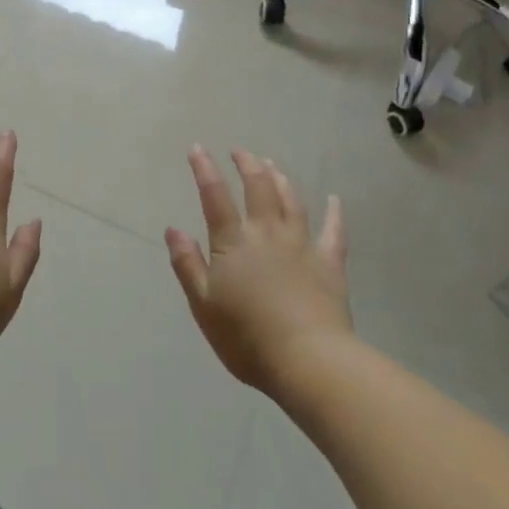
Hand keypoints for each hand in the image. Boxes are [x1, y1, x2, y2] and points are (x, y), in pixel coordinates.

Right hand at [166, 147, 351, 393]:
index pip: (215, 197)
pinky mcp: (329, 263)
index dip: (205, 170)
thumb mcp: (203, 305)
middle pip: (258, 188)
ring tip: (272, 165)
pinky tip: (335, 200)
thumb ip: (187, 264)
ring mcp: (302, 245)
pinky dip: (334, 213)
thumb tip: (173, 229)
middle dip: (247, 164)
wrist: (308, 360)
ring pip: (291, 201)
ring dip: (280, 179)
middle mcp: (267, 233)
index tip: (198, 148)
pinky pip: (334, 231)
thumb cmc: (246, 337)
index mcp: (233, 242)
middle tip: (240, 151)